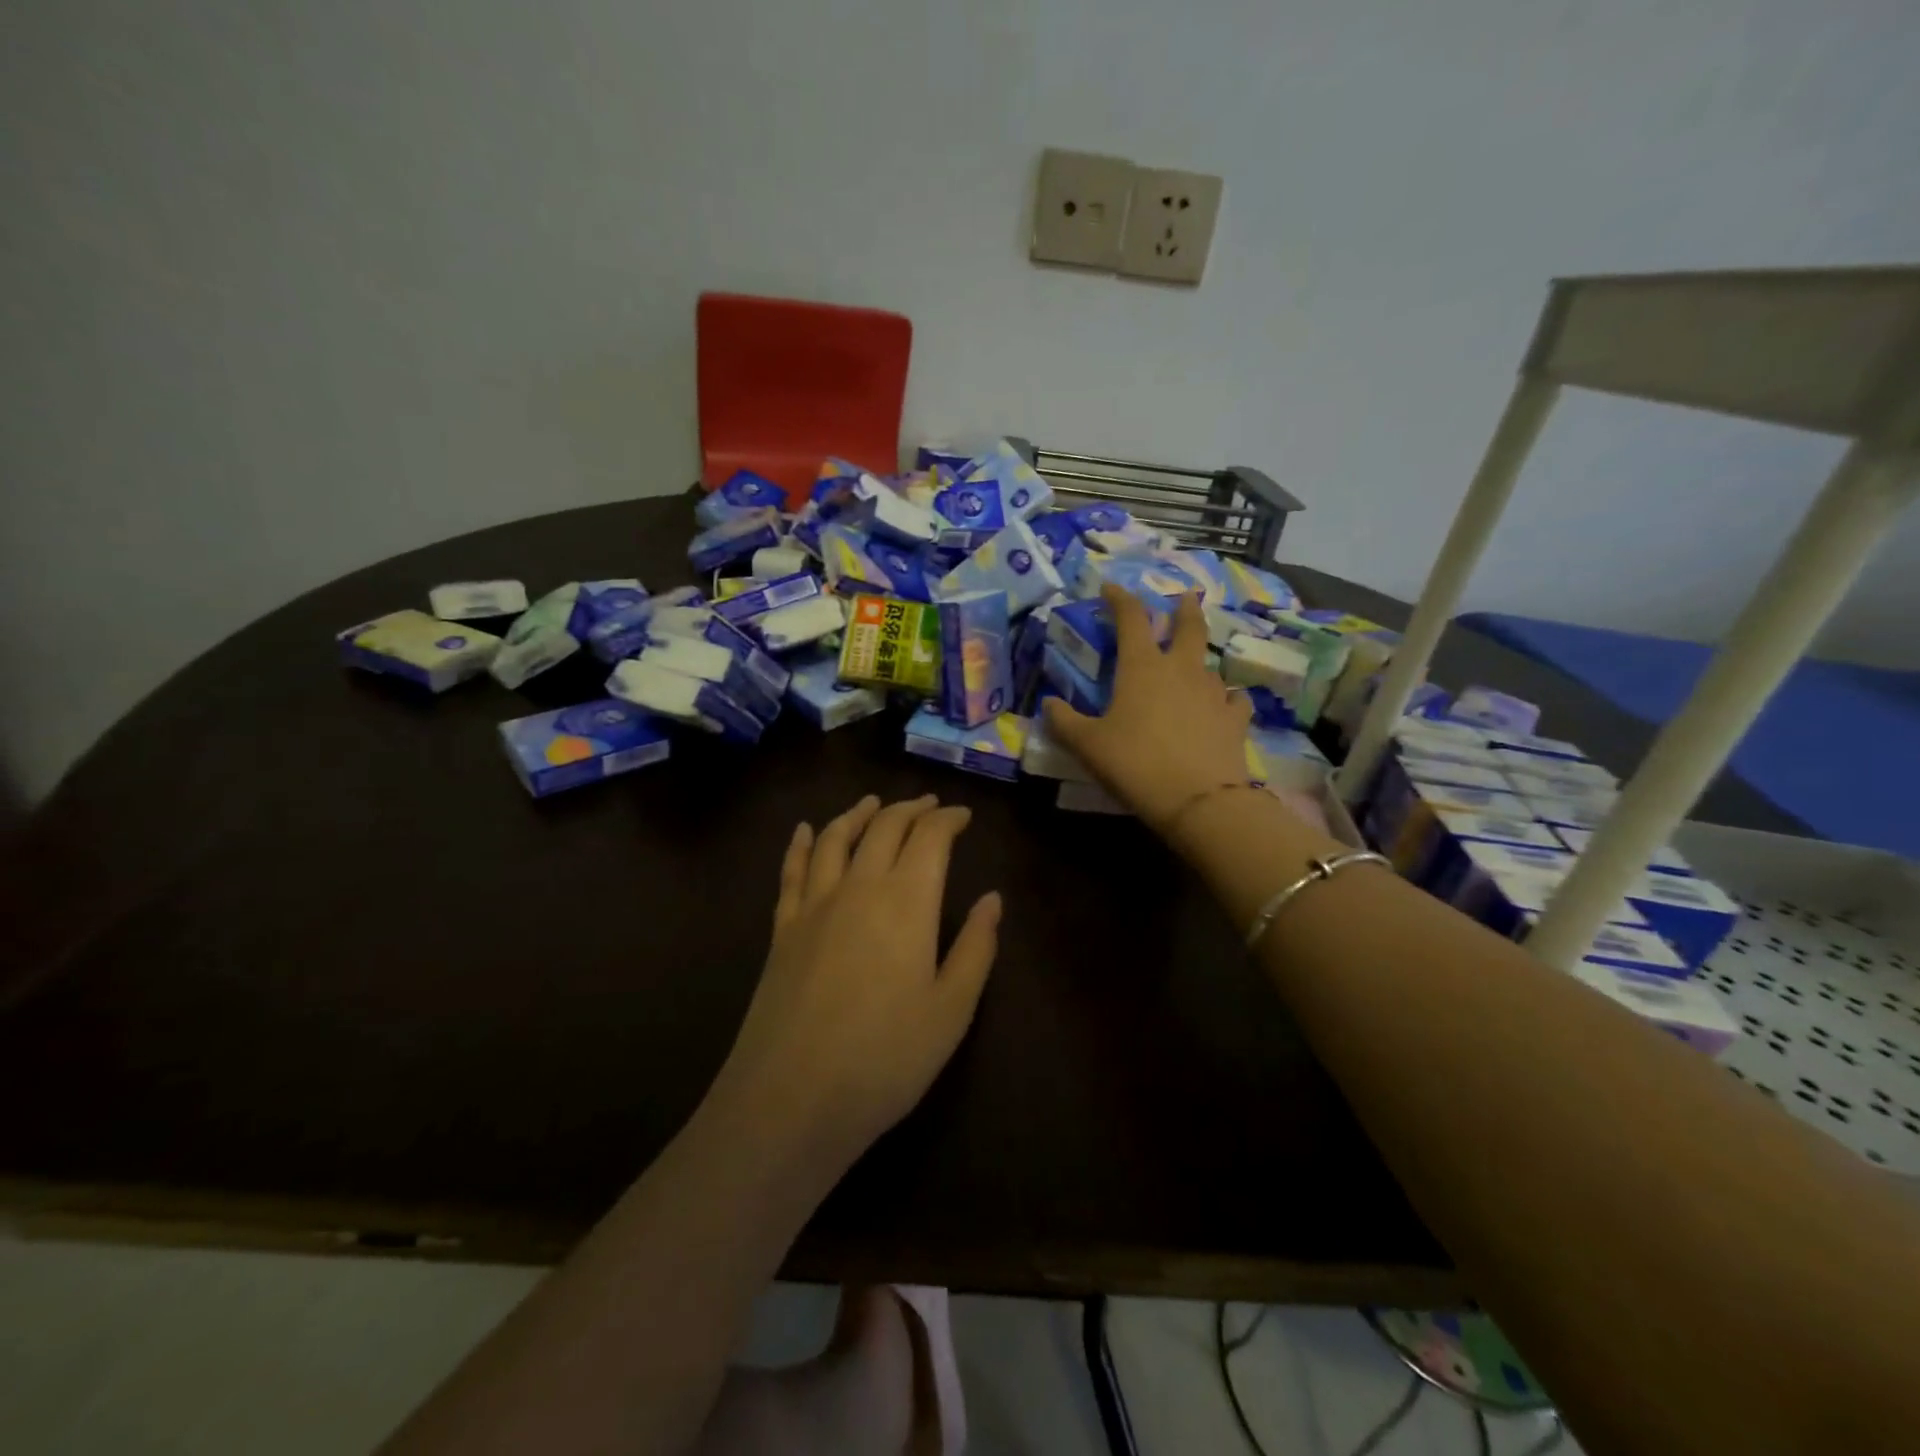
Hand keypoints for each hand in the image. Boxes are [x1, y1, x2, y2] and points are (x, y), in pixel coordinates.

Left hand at [713, 795, 1000, 1171]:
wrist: (792, 1099)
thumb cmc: (886, 1058)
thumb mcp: (952, 1010)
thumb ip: (976, 948)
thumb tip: (992, 899)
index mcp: (907, 901)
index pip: (930, 838)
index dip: (948, 820)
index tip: (963, 816)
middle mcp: (859, 887)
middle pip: (884, 827)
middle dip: (910, 809)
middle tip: (928, 805)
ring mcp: (814, 905)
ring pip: (835, 838)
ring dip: (857, 814)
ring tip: (872, 803)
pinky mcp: (782, 929)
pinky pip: (791, 871)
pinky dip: (800, 843)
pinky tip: (803, 830)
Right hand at [1044, 586, 1253, 831]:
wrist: (1199, 800)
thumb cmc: (1135, 764)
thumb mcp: (1088, 745)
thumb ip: (1064, 721)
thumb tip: (1048, 703)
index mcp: (1143, 667)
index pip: (1132, 618)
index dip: (1120, 599)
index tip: (1110, 588)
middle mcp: (1182, 670)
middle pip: (1189, 626)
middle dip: (1184, 608)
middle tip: (1184, 598)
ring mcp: (1214, 692)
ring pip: (1209, 665)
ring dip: (1199, 661)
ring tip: (1193, 669)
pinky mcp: (1235, 719)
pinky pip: (1233, 699)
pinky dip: (1226, 699)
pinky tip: (1223, 706)